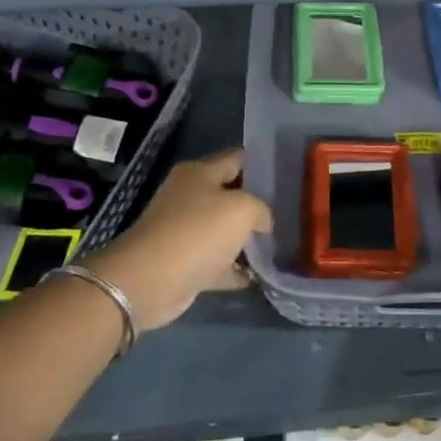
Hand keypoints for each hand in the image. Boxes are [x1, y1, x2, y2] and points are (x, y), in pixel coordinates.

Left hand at [87, 149, 271, 330]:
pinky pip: (218, 262)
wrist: (150, 281)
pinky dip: (236, 269)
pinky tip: (260, 275)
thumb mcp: (242, 208)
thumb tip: (264, 221)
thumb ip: (261, 208)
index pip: (237, 158)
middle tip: (290, 210)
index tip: (289, 172)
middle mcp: (189, 197)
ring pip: (225, 230)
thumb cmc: (198, 232)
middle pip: (231, 194)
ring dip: (248, 239)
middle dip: (259, 202)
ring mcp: (185, 231)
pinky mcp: (185, 263)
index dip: (262, 163)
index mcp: (199, 173)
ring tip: (282, 243)